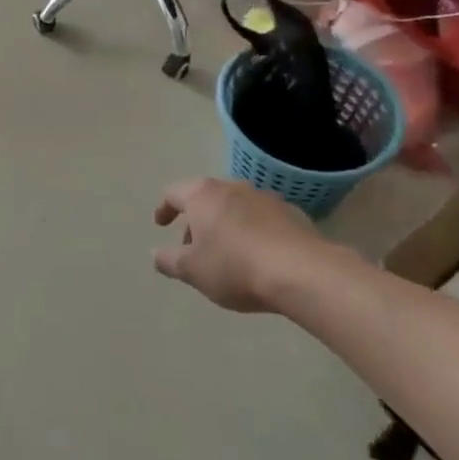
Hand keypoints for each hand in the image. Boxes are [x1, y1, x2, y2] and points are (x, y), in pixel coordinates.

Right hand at [152, 178, 340, 312]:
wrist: (303, 272)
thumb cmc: (235, 267)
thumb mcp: (192, 271)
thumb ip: (168, 261)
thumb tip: (155, 255)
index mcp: (203, 195)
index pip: (173, 193)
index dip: (164, 208)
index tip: (161, 224)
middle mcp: (232, 188)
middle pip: (206, 198)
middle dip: (196, 220)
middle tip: (193, 247)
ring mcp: (265, 198)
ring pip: (235, 206)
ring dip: (225, 224)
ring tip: (227, 253)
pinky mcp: (292, 214)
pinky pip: (262, 219)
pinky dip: (253, 231)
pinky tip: (258, 256)